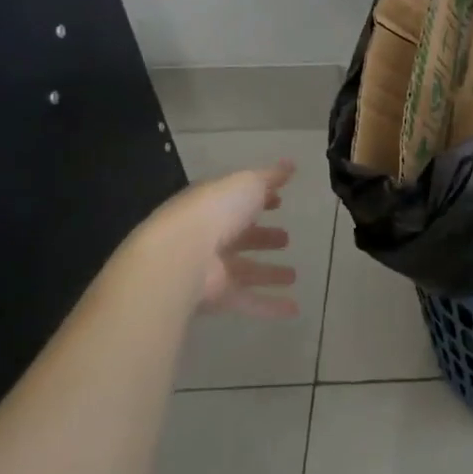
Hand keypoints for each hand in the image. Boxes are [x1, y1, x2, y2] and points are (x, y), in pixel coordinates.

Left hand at [143, 162, 299, 317]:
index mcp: (215, 205)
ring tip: (293, 275)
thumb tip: (291, 164)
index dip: (260, 200)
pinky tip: (293, 309)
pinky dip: (269, 306)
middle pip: (241, 237)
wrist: (179, 256)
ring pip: (245, 270)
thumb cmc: (215, 211)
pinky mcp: (216, 297)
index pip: (238, 201)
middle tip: (286, 239)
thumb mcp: (248, 183)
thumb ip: (270, 176)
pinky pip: (247, 301)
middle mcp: (211, 236)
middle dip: (263, 237)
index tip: (280, 202)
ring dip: (268, 273)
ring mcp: (212, 269)